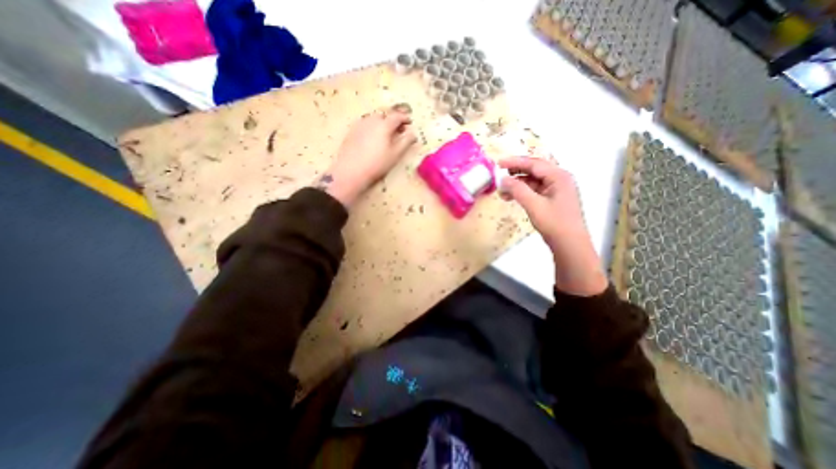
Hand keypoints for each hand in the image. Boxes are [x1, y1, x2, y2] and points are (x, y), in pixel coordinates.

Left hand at [315, 106, 416, 208]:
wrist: (351, 170)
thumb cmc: (377, 163)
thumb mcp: (395, 154)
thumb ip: (405, 142)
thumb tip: (413, 133)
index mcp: (384, 125)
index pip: (397, 116)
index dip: (405, 118)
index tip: (409, 122)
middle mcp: (371, 120)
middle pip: (384, 114)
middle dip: (393, 119)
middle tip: (398, 129)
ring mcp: (360, 124)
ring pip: (373, 118)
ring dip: (382, 122)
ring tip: (385, 133)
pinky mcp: (351, 131)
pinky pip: (365, 123)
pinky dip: (372, 126)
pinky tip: (372, 137)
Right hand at [496, 157, 608, 297]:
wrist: (569, 245)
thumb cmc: (554, 223)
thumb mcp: (534, 205)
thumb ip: (518, 190)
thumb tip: (503, 179)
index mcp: (559, 176)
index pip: (534, 164)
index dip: (515, 162)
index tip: (499, 163)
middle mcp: (559, 179)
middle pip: (535, 170)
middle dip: (516, 173)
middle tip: (500, 175)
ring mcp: (557, 190)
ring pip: (533, 181)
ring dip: (518, 185)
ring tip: (502, 192)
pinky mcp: (553, 199)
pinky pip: (535, 190)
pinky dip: (523, 192)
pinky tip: (512, 197)